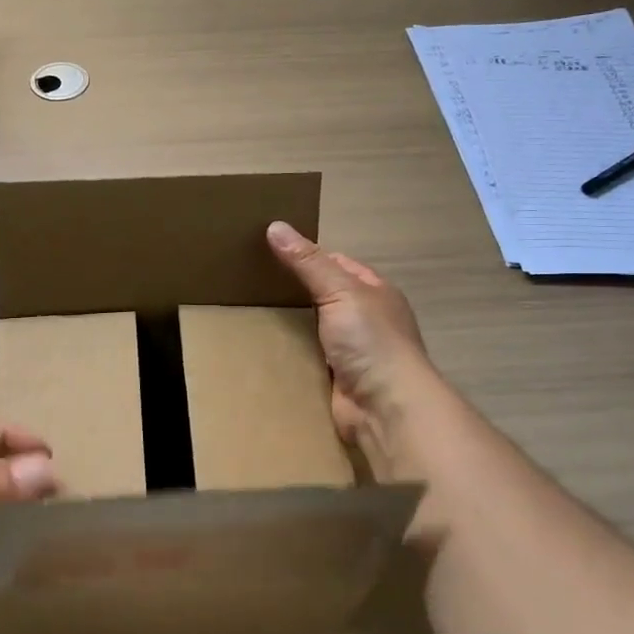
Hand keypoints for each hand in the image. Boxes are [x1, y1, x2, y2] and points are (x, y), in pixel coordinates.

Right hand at [267, 221, 439, 473]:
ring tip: (248, 312)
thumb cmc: (370, 340)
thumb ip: (308, 263)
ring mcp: (352, 351)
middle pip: (323, 296)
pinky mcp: (336, 380)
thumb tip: (275, 226)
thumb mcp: (340, 290)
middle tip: (250, 282)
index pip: (337, 263)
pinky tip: (262, 348)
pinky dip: (289, 354)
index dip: (307, 255)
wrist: (386, 407)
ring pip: (313, 329)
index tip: (269, 250)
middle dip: (293, 291)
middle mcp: (366, 319)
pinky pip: (307, 359)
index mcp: (375, 291)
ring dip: (289, 325)